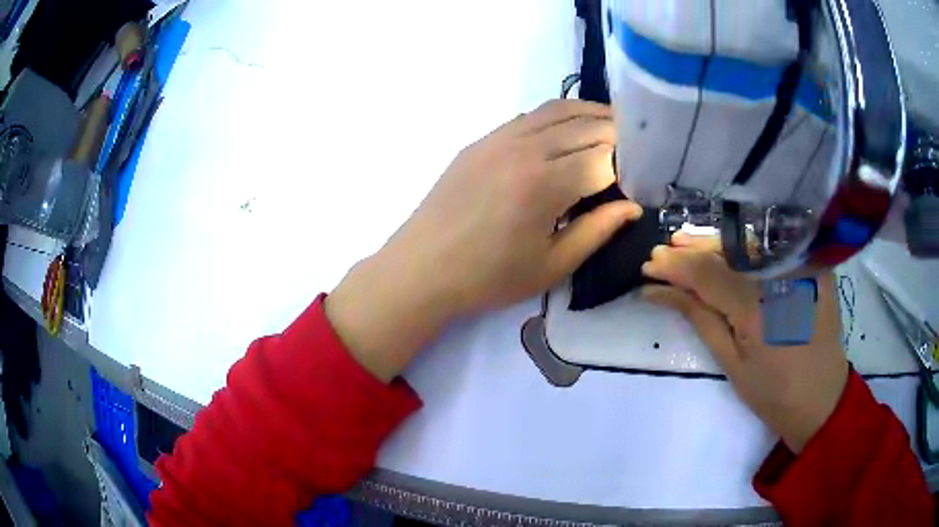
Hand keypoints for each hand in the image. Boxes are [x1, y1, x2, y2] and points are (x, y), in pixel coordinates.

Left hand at [327, 100, 642, 380]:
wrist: (422, 268)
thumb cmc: (488, 278)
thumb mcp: (551, 266)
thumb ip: (596, 230)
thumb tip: (631, 206)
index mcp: (546, 184)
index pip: (605, 156)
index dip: (630, 164)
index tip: (642, 176)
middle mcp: (526, 148)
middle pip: (587, 124)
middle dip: (619, 134)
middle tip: (638, 150)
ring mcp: (500, 138)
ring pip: (559, 109)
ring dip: (592, 115)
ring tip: (613, 129)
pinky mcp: (482, 139)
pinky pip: (531, 116)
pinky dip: (560, 116)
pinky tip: (569, 131)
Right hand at [640, 233, 848, 451]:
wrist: (822, 398)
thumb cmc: (774, 392)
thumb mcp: (731, 363)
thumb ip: (699, 317)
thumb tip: (659, 291)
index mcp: (758, 304)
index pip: (705, 271)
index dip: (674, 266)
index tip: (648, 267)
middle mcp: (780, 272)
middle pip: (727, 250)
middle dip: (691, 251)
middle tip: (662, 254)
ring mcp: (800, 264)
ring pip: (749, 244)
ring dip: (715, 245)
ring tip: (686, 246)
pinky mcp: (812, 264)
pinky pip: (771, 247)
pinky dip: (745, 249)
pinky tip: (726, 250)